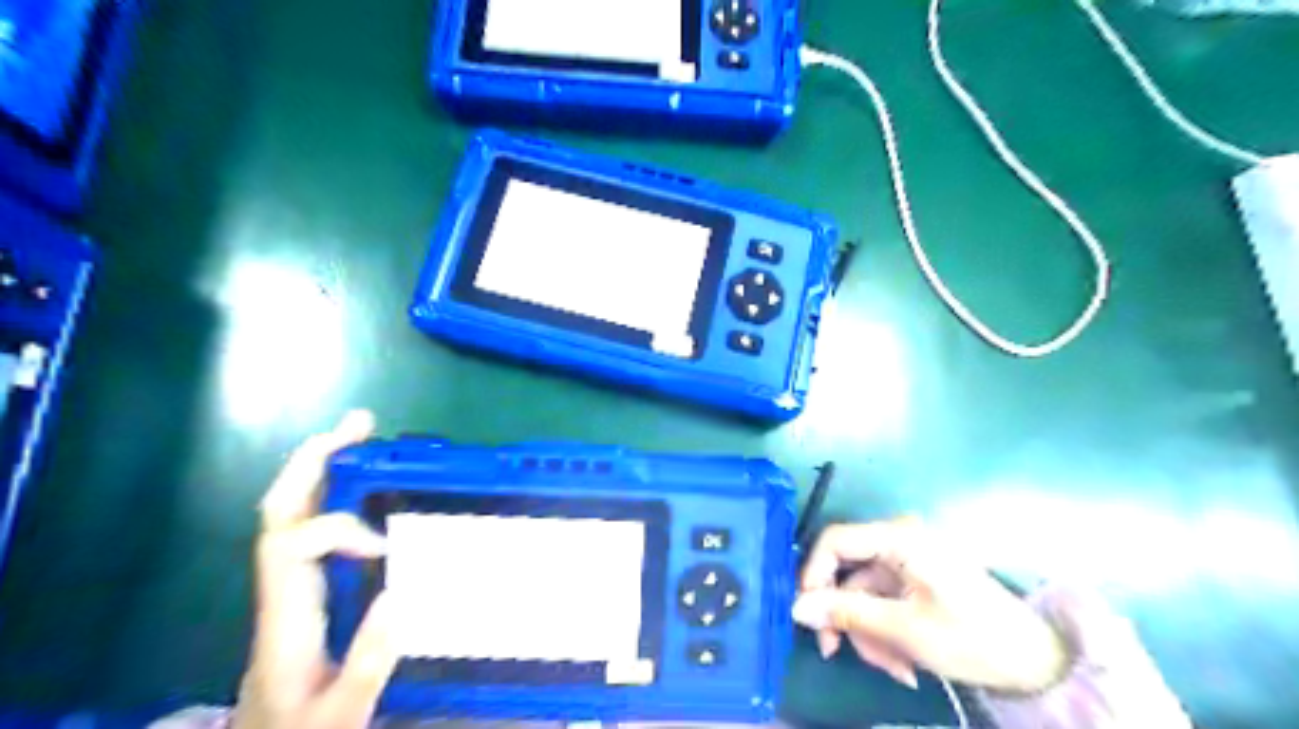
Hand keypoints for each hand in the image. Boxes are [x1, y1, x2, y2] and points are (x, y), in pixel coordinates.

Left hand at [231, 413, 396, 728]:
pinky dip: (336, 491)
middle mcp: (280, 589)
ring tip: (362, 434)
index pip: (290, 547)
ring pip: (291, 511)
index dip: (338, 529)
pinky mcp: (305, 583)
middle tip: (359, 426)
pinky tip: (365, 482)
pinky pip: (312, 525)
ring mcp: (290, 583)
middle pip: (279, 510)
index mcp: (285, 618)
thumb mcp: (342, 711)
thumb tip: (402, 590)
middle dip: (315, 461)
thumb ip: (368, 660)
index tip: (385, 546)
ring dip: (323, 465)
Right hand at [793, 514, 1065, 691]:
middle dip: (846, 616)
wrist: (1039, 663)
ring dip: (868, 633)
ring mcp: (908, 562)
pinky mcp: (916, 582)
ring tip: (895, 669)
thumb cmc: (973, 638)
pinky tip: (904, 664)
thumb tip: (795, 607)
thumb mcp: (904, 628)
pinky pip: (882, 603)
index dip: (813, 574)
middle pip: (847, 572)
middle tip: (838, 653)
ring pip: (862, 593)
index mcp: (900, 537)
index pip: (835, 540)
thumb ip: (846, 613)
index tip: (807, 614)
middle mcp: (899, 541)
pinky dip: (885, 633)